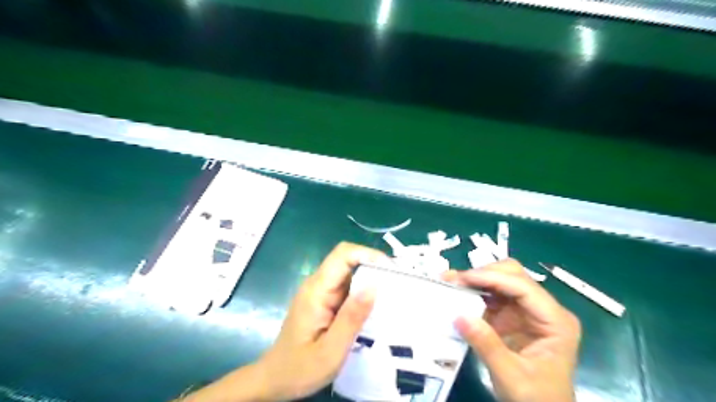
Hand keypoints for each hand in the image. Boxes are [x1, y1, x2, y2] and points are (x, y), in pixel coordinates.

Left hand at [184, 244, 386, 400]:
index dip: (368, 254)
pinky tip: (375, 308)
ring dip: (371, 280)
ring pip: (349, 273)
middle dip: (374, 267)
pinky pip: (347, 287)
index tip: (391, 271)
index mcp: (316, 290)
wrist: (274, 380)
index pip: (343, 255)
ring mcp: (320, 291)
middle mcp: (317, 284)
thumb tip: (375, 286)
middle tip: (398, 287)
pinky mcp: (324, 300)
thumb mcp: (330, 351)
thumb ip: (351, 318)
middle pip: (348, 260)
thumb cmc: (299, 369)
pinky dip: (363, 292)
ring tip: (391, 297)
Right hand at [443, 259, 580, 401]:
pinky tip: (459, 295)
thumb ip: (487, 345)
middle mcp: (543, 309)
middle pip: (514, 275)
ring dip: (477, 280)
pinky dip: (475, 293)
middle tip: (456, 280)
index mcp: (555, 321)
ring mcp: (528, 311)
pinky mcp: (513, 316)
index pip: (523, 287)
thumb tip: (459, 316)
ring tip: (452, 283)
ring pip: (502, 280)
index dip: (492, 278)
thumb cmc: (536, 399)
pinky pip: (493, 296)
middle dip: (484, 274)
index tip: (462, 279)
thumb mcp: (511, 376)